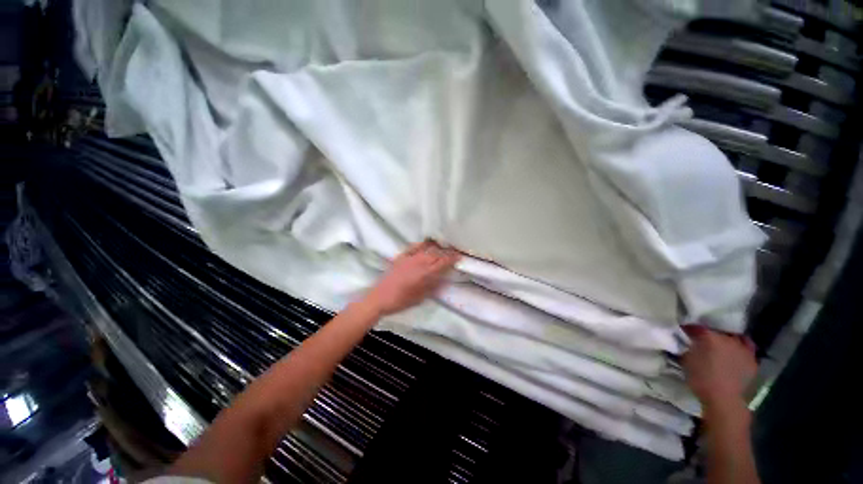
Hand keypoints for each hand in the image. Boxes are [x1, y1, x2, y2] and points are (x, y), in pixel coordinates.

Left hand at [364, 241, 460, 316]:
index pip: (443, 262)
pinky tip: (427, 243)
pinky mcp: (401, 257)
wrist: (380, 297)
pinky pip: (414, 247)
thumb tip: (443, 277)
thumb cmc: (402, 301)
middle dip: (447, 252)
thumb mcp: (421, 297)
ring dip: (437, 248)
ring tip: (444, 247)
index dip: (452, 258)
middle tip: (454, 252)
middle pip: (437, 254)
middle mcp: (419, 262)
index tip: (460, 256)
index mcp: (425, 273)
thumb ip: (433, 285)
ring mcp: (409, 258)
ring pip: (427, 249)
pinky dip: (423, 244)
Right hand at [682, 327, 756, 411]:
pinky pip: (747, 346)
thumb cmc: (701, 379)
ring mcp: (742, 348)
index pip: (696, 327)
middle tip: (702, 341)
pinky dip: (741, 346)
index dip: (689, 330)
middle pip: (716, 331)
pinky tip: (735, 351)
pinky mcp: (752, 358)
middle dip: (709, 334)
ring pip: (733, 337)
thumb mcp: (686, 360)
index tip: (684, 334)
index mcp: (709, 336)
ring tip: (720, 346)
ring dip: (725, 340)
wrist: (724, 399)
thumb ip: (686, 347)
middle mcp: (727, 338)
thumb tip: (685, 341)